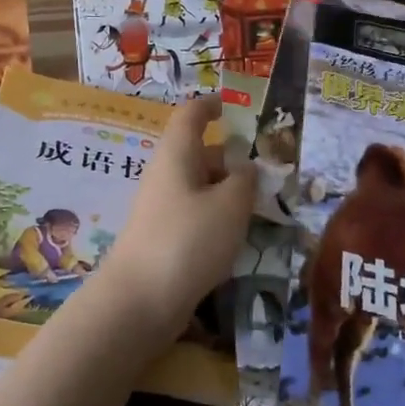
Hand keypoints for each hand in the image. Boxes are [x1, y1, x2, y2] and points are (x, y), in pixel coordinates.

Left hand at [98, 96, 253, 342]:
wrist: (140, 300)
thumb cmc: (188, 239)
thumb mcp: (230, 205)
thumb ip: (245, 181)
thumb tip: (246, 168)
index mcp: (177, 154)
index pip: (190, 116)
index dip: (209, 106)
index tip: (229, 105)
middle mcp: (165, 174)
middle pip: (197, 153)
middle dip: (229, 158)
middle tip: (265, 172)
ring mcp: (160, 207)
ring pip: (198, 186)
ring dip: (226, 190)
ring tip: (259, 206)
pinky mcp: (162, 237)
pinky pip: (193, 213)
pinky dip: (215, 216)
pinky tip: (235, 237)